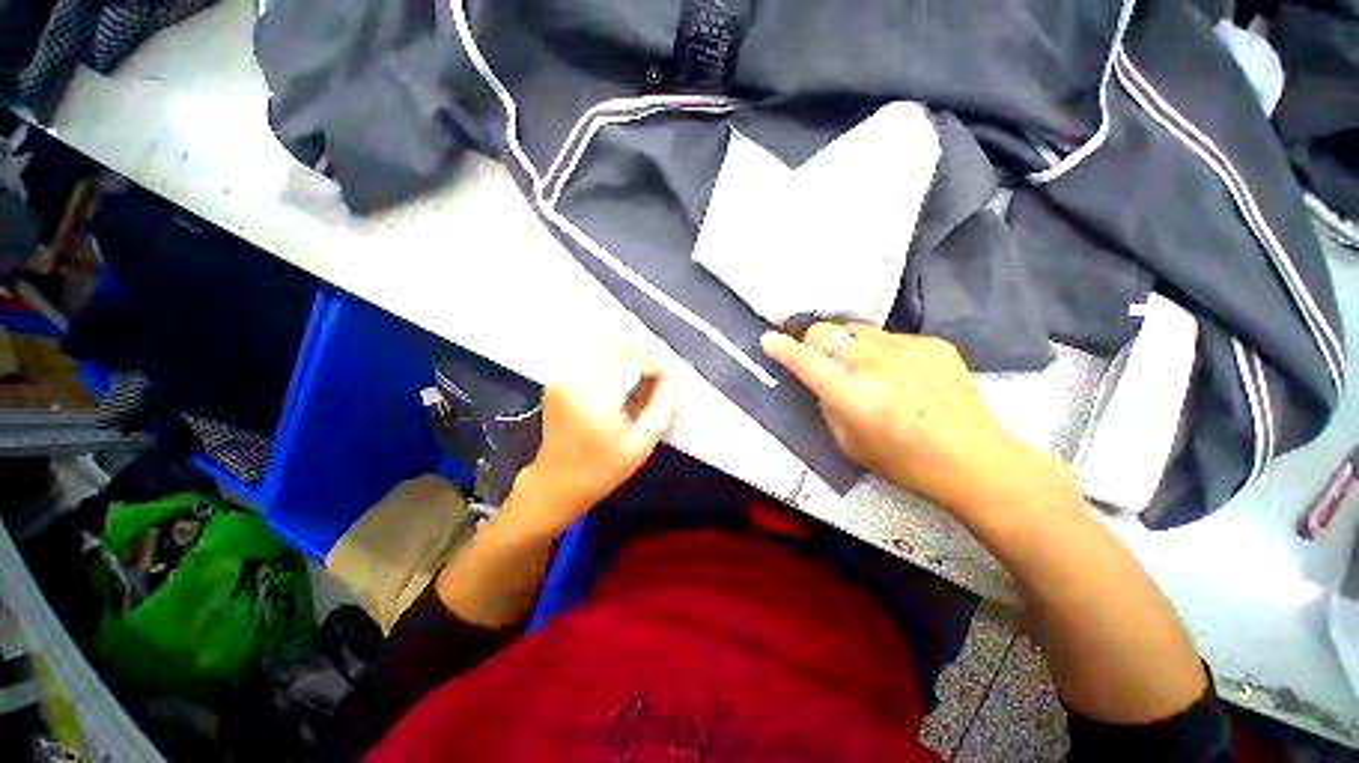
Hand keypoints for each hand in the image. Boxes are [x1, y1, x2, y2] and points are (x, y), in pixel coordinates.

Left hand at [505, 346, 676, 538]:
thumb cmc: (603, 470)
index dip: (656, 362)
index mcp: (597, 402)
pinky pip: (588, 353)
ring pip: (600, 343)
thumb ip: (663, 408)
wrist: (556, 482)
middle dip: (641, 350)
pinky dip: (609, 355)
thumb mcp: (642, 446)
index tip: (669, 374)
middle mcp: (575, 381)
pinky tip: (620, 372)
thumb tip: (671, 376)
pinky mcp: (556, 378)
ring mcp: (562, 377)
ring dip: (625, 350)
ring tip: (640, 370)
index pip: (633, 360)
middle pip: (614, 344)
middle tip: (656, 369)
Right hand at [761, 324, 1065, 517]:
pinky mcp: (933, 343)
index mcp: (855, 397)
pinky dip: (883, 352)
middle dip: (815, 342)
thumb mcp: (849, 443)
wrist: (974, 459)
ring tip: (866, 368)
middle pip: (827, 331)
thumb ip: (828, 406)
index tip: (768, 340)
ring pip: (857, 329)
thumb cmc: (904, 462)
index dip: (783, 349)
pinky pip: (891, 338)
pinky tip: (902, 375)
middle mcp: (877, 365)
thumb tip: (821, 380)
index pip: (806, 362)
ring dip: (849, 345)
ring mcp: (908, 349)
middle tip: (823, 360)